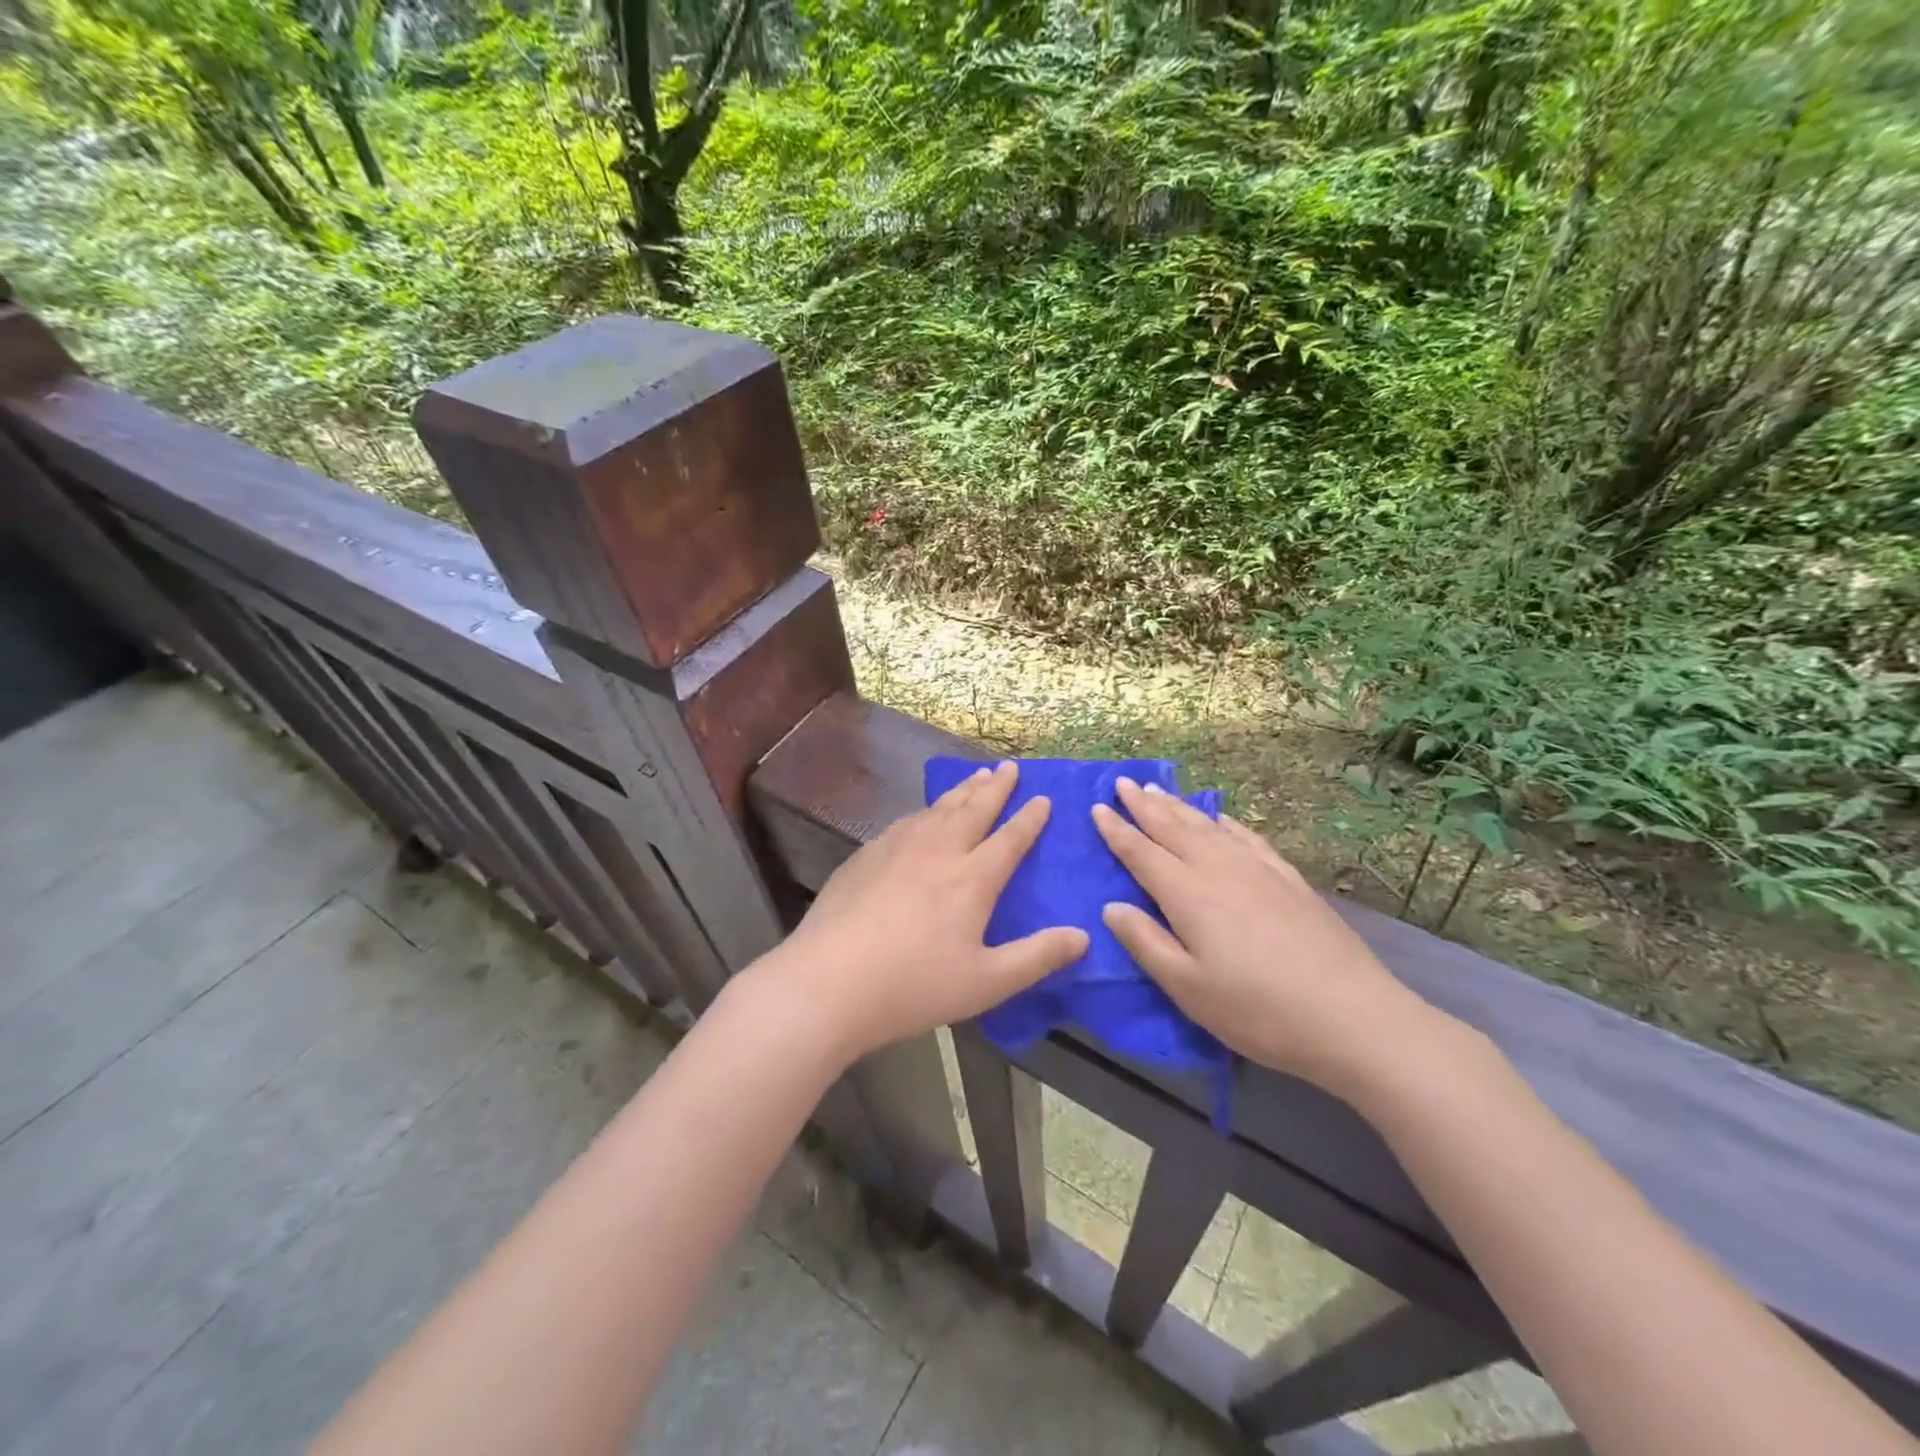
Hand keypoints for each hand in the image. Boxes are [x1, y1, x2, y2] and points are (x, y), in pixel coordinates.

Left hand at [758, 761, 1088, 1061]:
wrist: (828, 982)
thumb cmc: (914, 985)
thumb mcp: (987, 982)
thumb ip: (1037, 957)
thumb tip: (1083, 936)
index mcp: (972, 878)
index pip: (1009, 838)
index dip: (1029, 818)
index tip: (1043, 798)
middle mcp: (938, 850)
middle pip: (973, 809)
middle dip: (995, 788)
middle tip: (1009, 768)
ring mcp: (897, 848)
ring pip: (938, 809)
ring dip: (962, 791)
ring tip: (975, 777)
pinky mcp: (866, 856)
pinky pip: (906, 821)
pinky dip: (926, 810)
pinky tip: (923, 814)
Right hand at [1092, 779, 1437, 1097]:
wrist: (1352, 1016)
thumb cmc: (1257, 1010)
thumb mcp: (1187, 988)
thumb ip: (1145, 942)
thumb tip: (1111, 906)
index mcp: (1188, 894)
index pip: (1142, 853)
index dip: (1117, 830)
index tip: (1097, 807)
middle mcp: (1219, 870)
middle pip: (1173, 828)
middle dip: (1144, 805)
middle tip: (1121, 782)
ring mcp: (1258, 870)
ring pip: (1209, 826)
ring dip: (1180, 807)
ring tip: (1159, 790)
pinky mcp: (1289, 880)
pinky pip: (1248, 837)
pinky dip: (1227, 822)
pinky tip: (1222, 819)